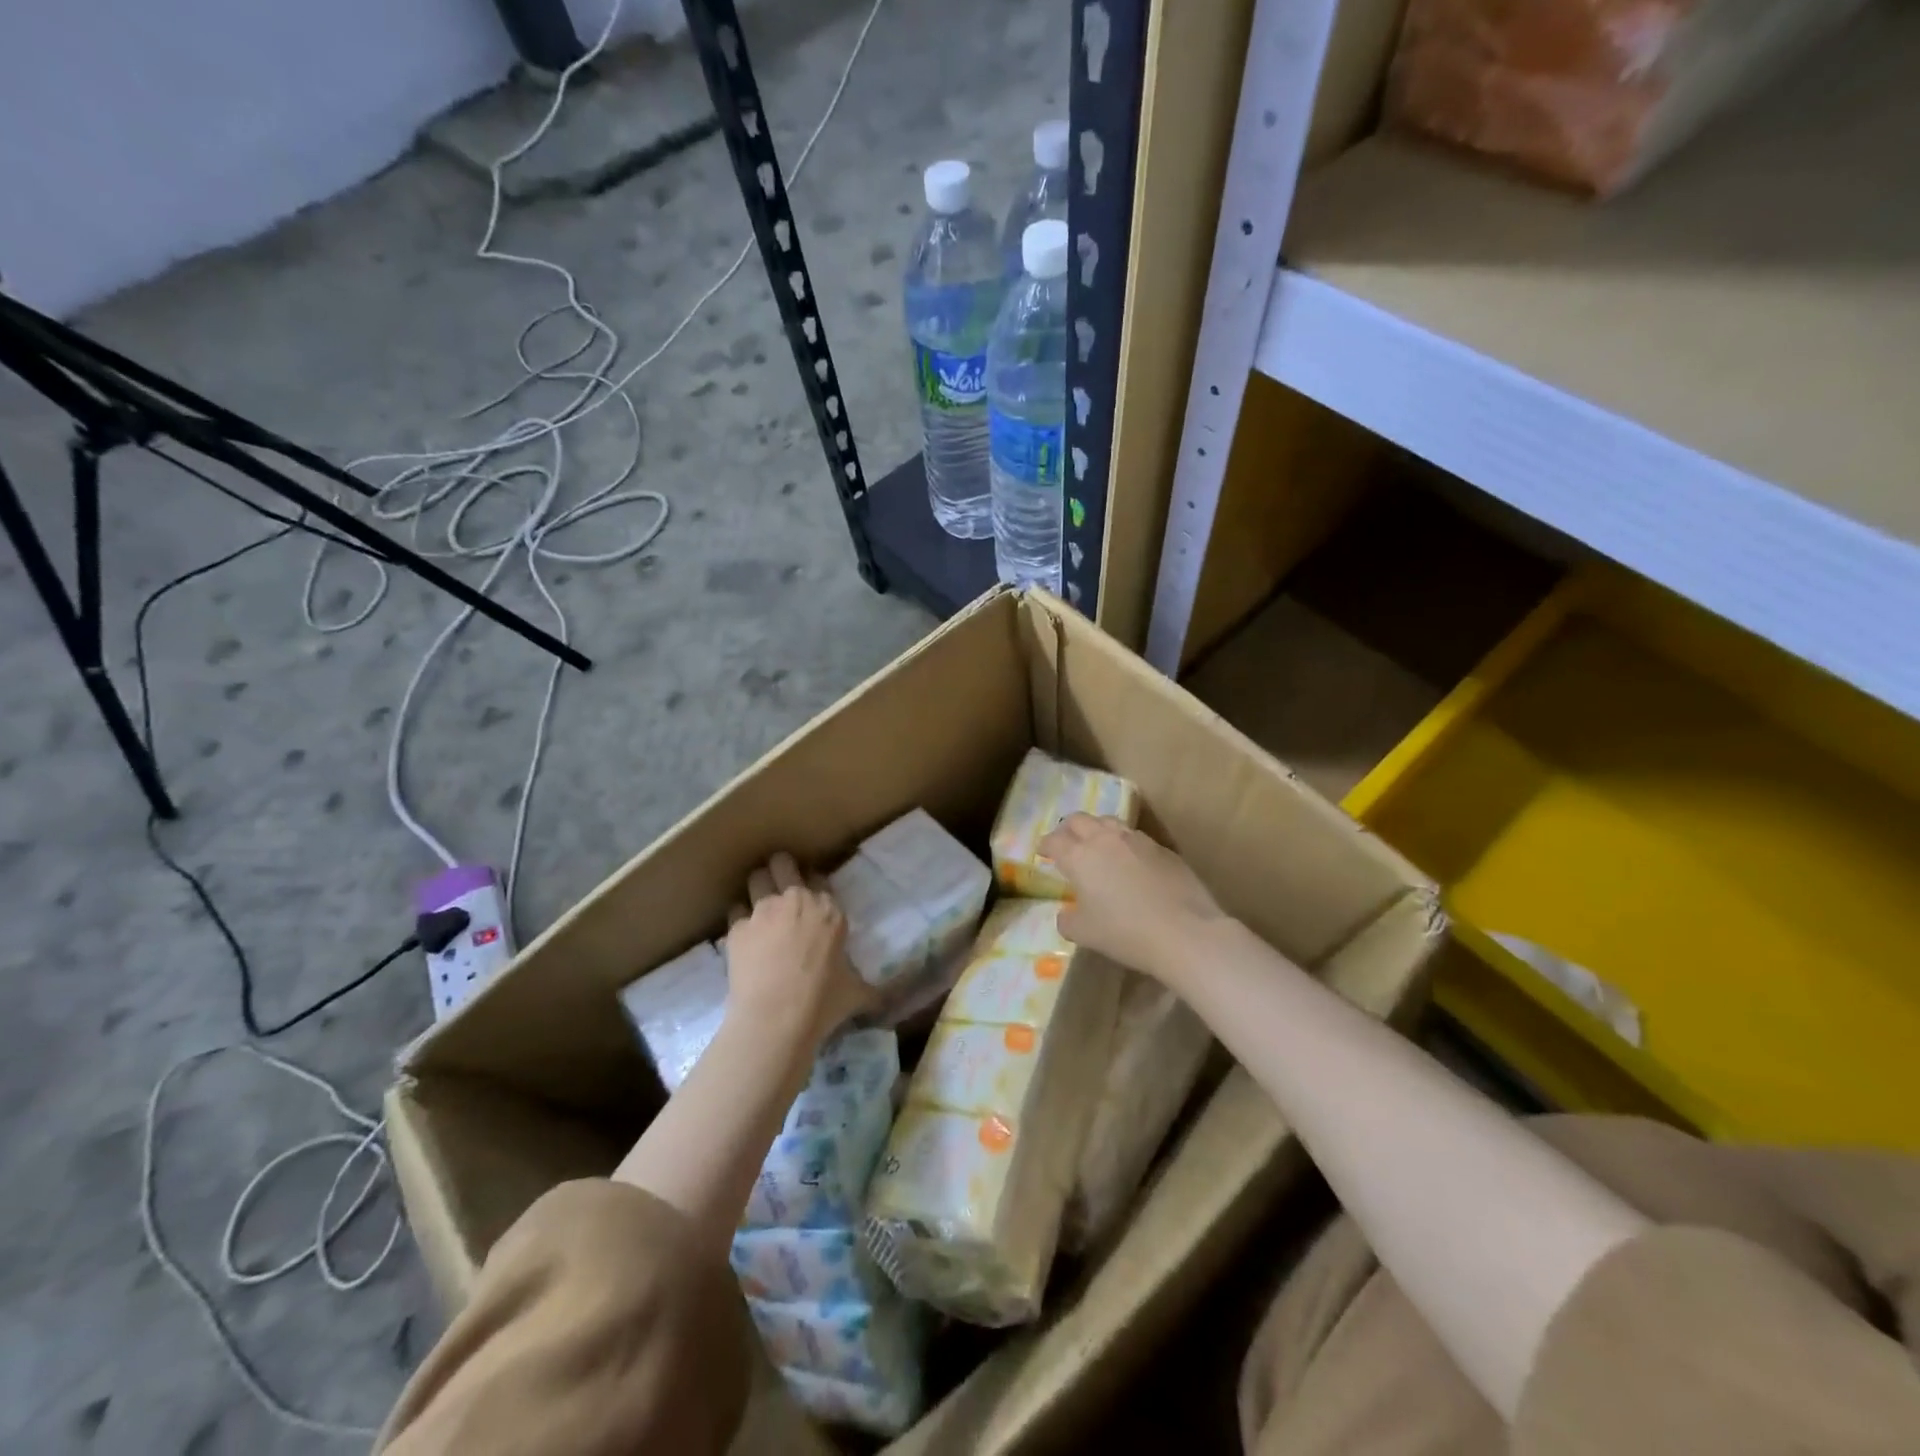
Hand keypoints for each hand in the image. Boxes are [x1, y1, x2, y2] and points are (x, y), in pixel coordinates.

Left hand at [724, 852, 872, 1052]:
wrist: (774, 1020)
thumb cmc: (821, 1003)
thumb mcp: (855, 994)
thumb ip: (868, 988)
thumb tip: (883, 1000)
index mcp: (830, 910)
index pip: (820, 879)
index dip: (814, 886)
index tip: (812, 900)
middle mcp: (796, 900)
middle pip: (783, 863)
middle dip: (781, 868)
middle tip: (781, 884)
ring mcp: (763, 910)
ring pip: (757, 879)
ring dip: (759, 888)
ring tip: (761, 908)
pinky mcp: (737, 927)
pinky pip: (736, 912)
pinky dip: (741, 921)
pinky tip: (745, 939)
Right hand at [1038, 815, 1227, 983]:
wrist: (1184, 932)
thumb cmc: (1125, 933)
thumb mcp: (1084, 934)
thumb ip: (1068, 921)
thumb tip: (1066, 914)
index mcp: (1079, 857)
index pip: (1055, 840)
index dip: (1046, 845)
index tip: (1044, 852)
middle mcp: (1105, 840)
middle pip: (1080, 820)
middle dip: (1068, 829)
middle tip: (1066, 843)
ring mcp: (1137, 840)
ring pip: (1109, 823)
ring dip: (1098, 830)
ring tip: (1098, 847)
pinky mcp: (1163, 849)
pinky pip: (1136, 838)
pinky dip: (1125, 844)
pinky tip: (1131, 863)